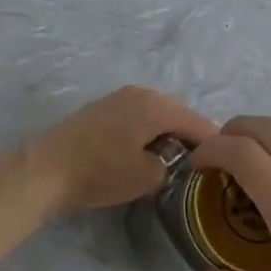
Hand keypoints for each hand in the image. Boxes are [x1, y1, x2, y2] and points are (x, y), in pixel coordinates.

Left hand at [24, 86, 216, 218]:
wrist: (46, 168)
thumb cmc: (100, 172)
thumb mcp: (146, 177)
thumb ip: (170, 166)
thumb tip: (171, 161)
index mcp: (157, 105)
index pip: (199, 123)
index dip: (215, 146)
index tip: (225, 168)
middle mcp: (140, 92)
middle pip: (178, 113)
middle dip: (191, 137)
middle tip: (200, 166)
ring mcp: (118, 97)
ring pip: (157, 114)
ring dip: (167, 133)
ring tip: (174, 162)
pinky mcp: (101, 108)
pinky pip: (138, 116)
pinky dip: (148, 131)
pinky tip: (145, 152)